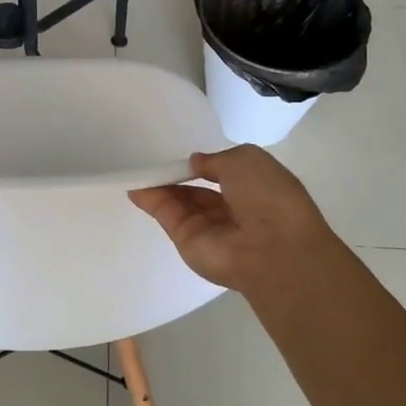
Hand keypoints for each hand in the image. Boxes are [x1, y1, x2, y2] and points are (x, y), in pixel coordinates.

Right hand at [130, 145, 341, 294]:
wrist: (271, 247)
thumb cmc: (267, 195)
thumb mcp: (246, 159)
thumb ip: (215, 159)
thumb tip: (196, 163)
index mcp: (255, 190)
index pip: (224, 176)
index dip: (204, 166)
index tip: (185, 158)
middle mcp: (232, 211)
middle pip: (198, 192)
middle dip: (178, 177)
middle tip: (155, 164)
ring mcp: (209, 229)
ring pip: (180, 203)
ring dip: (161, 186)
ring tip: (138, 171)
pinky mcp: (186, 241)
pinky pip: (167, 216)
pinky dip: (151, 201)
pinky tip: (135, 187)